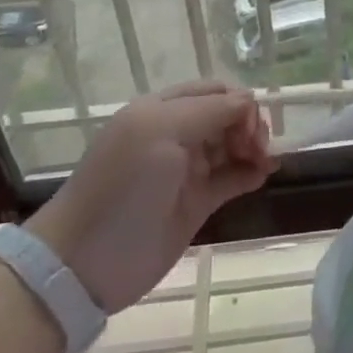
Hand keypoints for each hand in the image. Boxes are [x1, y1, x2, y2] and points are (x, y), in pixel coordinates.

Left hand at [27, 81, 275, 312]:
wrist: (87, 261)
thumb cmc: (124, 186)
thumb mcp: (162, 132)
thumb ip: (210, 111)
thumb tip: (250, 103)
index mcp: (161, 110)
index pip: (213, 92)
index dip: (238, 103)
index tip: (250, 128)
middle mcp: (175, 135)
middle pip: (226, 116)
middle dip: (249, 125)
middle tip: (259, 148)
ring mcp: (185, 170)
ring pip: (231, 146)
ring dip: (253, 147)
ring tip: (266, 163)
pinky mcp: (195, 203)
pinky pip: (230, 178)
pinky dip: (249, 172)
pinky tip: (262, 175)